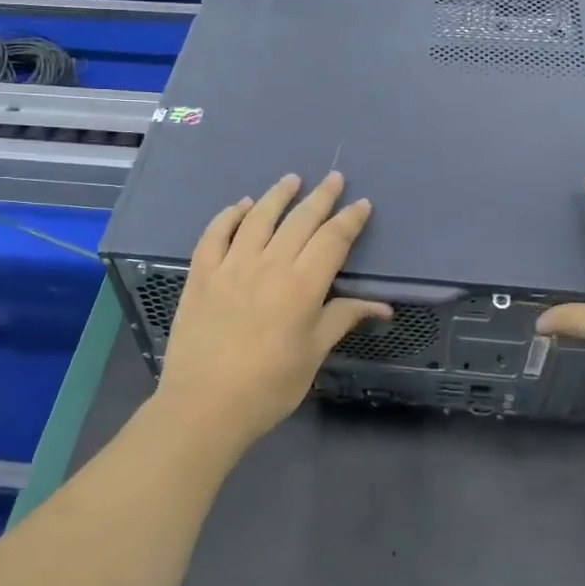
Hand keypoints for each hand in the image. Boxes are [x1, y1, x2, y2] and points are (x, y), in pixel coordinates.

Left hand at [155, 171, 391, 453]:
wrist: (204, 406)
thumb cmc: (268, 387)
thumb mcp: (312, 355)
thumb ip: (342, 319)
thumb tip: (382, 306)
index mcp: (302, 286)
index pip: (332, 240)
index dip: (349, 220)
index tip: (361, 203)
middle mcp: (268, 265)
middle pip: (299, 220)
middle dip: (321, 197)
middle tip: (334, 178)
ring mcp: (231, 266)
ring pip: (258, 217)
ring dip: (277, 195)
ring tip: (291, 179)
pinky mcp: (201, 274)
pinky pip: (215, 234)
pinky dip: (229, 215)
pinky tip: (240, 206)